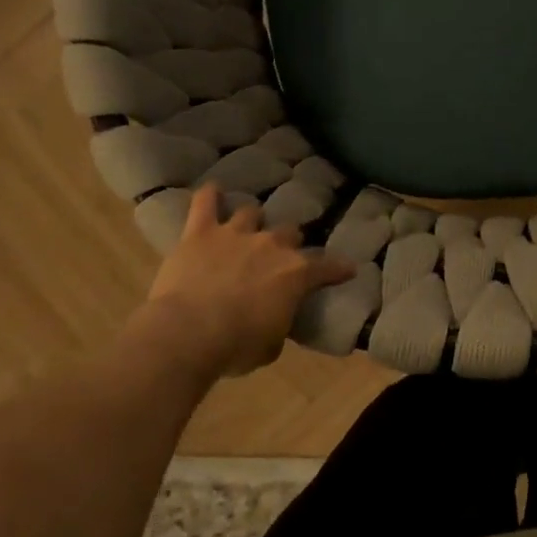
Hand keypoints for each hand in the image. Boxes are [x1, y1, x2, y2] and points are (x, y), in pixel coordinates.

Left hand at [134, 185, 353, 376]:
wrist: (188, 333)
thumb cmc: (236, 346)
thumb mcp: (271, 345)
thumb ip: (279, 323)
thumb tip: (276, 318)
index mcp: (296, 274)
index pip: (327, 267)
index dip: (339, 268)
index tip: (348, 269)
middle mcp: (271, 246)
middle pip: (289, 232)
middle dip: (288, 242)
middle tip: (280, 256)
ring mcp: (235, 234)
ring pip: (251, 213)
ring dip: (252, 221)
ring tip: (248, 228)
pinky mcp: (201, 232)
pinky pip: (205, 204)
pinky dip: (210, 196)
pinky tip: (212, 190)